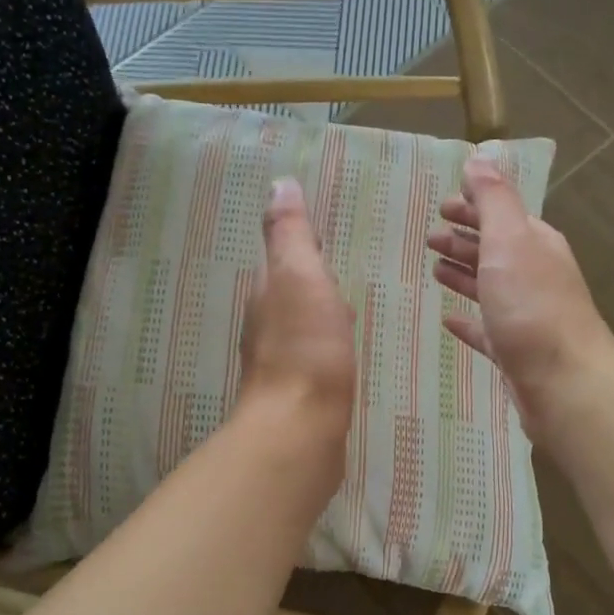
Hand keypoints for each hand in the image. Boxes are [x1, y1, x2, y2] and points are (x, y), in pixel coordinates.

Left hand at [238, 178, 356, 455]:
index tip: (323, 240)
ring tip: (348, 318)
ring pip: (301, 331)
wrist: (298, 430)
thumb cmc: (305, 348)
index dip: (303, 249)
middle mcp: (265, 328)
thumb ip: (290, 234)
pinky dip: (326, 353)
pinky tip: (342, 362)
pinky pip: (313, 363)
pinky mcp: (297, 398)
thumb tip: (279, 184)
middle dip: (313, 285)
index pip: (283, 261)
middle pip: (290, 296)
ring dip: (320, 320)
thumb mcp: (300, 276)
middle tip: (341, 280)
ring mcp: (279, 366)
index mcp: (267, 295)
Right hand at [427, 157, 613, 447]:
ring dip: (463, 274)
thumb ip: (494, 200)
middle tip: (429, 238)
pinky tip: (449, 321)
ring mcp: (525, 316)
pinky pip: (485, 329)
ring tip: (434, 270)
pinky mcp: (514, 352)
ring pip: (489, 287)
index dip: (473, 207)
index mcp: (535, 244)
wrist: (564, 383)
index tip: (442, 207)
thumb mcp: (510, 241)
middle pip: (494, 250)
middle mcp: (534, 275)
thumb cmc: (532, 307)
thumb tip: (481, 158)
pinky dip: (468, 321)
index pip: (501, 215)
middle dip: (464, 239)